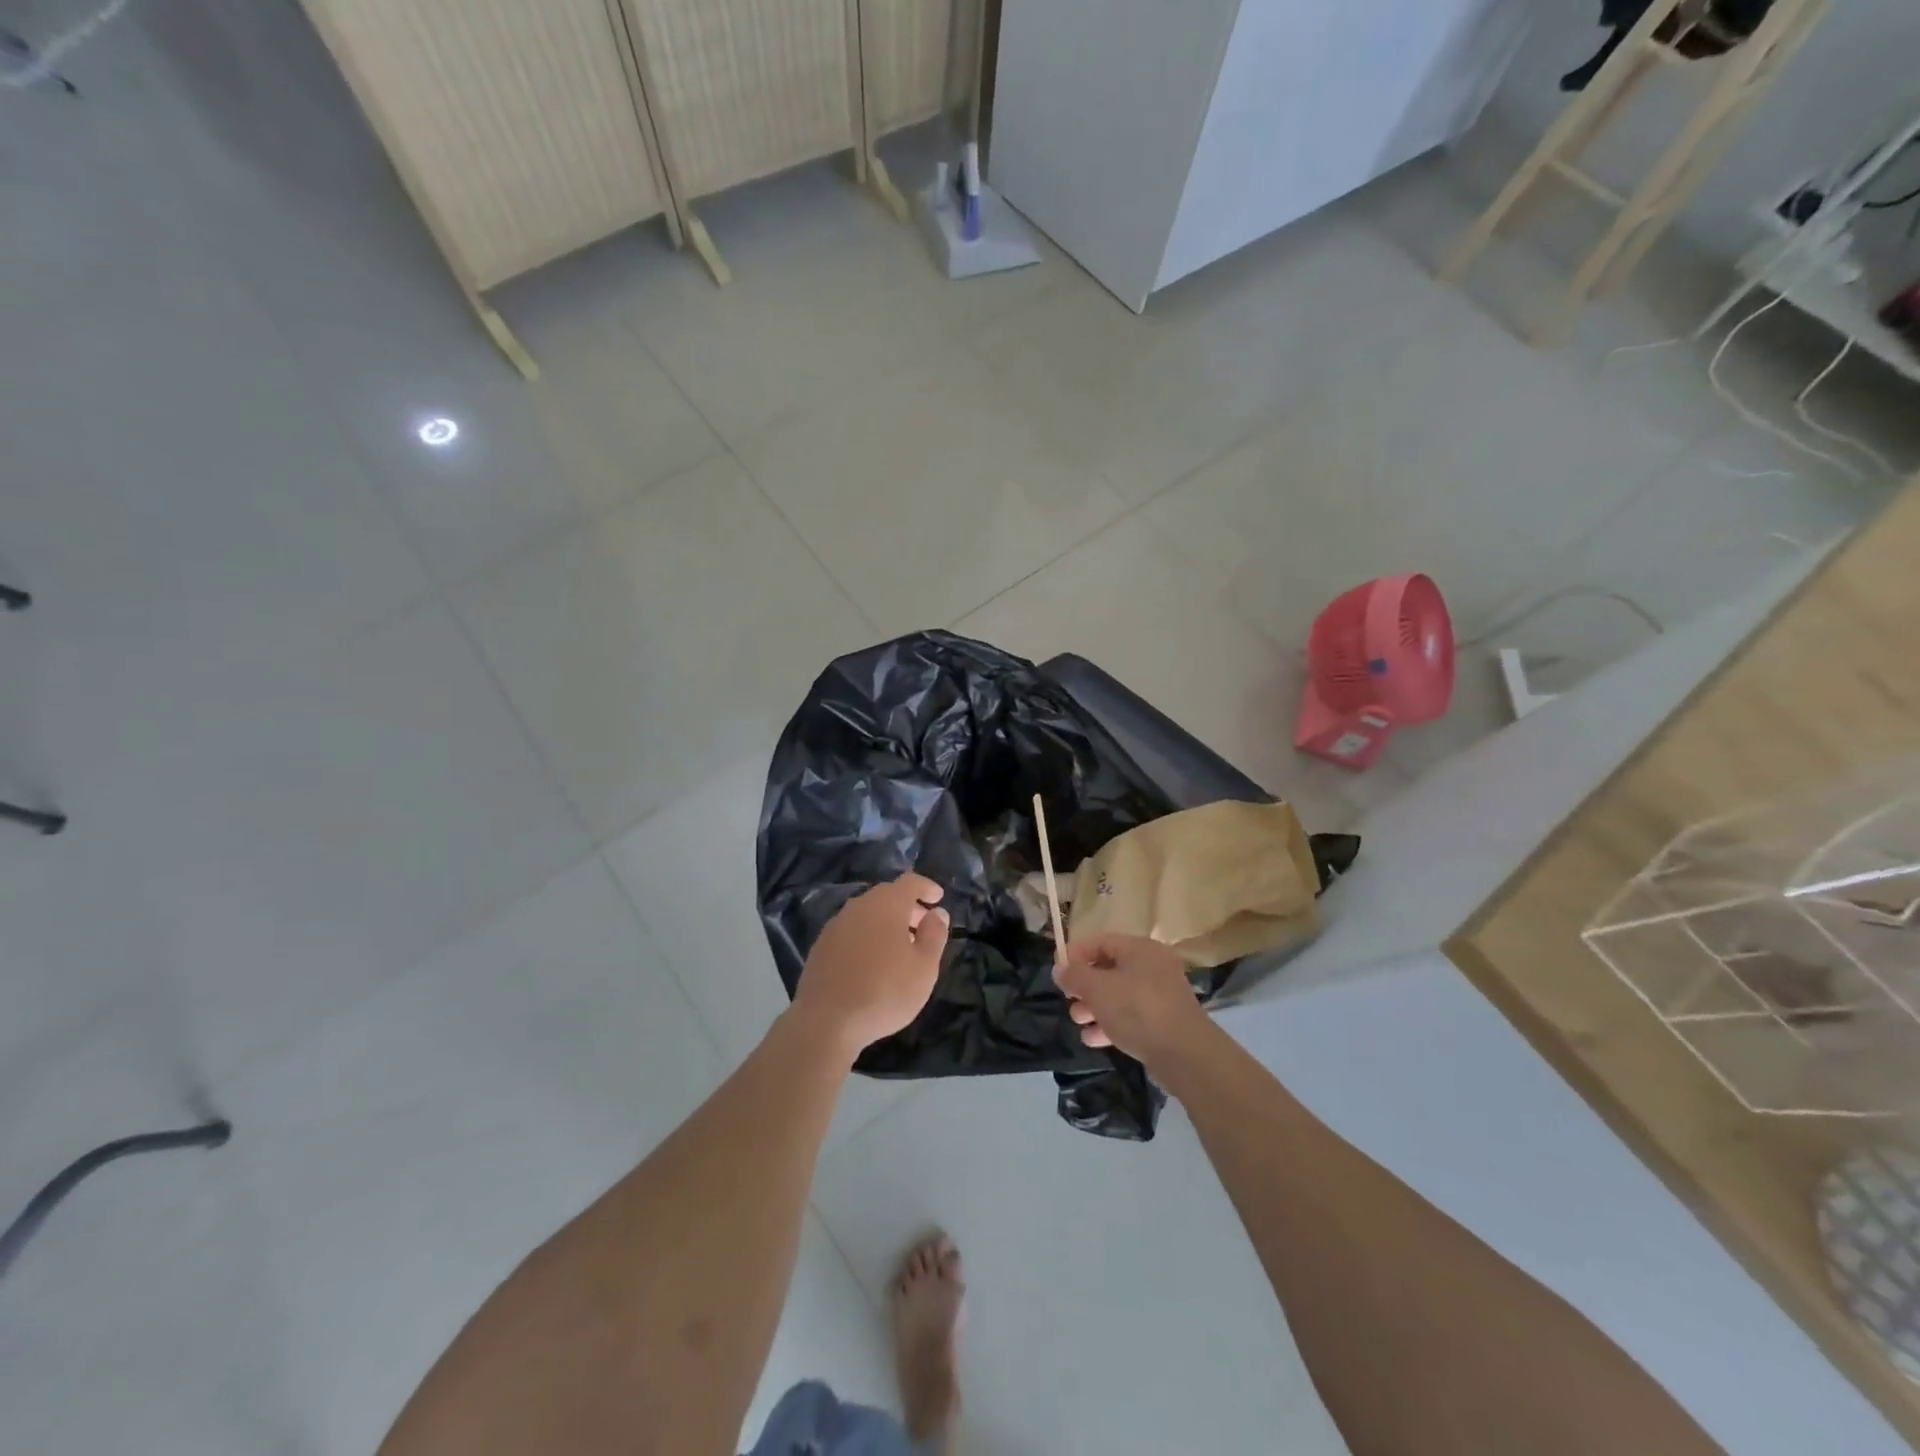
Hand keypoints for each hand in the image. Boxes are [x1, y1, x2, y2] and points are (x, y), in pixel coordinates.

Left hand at [792, 874, 950, 1056]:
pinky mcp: (821, 945)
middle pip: (887, 896)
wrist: (826, 1021)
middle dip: (908, 907)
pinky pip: (851, 930)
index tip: (938, 898)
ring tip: (900, 947)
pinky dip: (867, 936)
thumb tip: (937, 913)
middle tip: (923, 926)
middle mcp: (858, 906)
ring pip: (867, 913)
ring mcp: (836, 925)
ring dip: (886, 922)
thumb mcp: (923, 968)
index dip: (926, 887)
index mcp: (886, 905)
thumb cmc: (884, 992)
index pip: (910, 882)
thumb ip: (934, 935)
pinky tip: (872, 961)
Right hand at [1055, 933, 1210, 1066]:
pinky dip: (1111, 1023)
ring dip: (1095, 1007)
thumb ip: (1075, 976)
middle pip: (1109, 969)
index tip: (1058, 972)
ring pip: (1119, 994)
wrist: (1185, 1054)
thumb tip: (1060, 969)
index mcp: (1140, 949)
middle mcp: (1153, 966)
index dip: (1076, 954)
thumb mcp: (1098, 989)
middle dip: (1085, 985)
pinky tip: (1093, 1039)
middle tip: (1069, 999)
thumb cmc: (1137, 1010)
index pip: (1101, 941)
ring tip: (1078, 1021)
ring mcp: (1161, 995)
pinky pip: (1131, 1016)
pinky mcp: (1164, 1021)